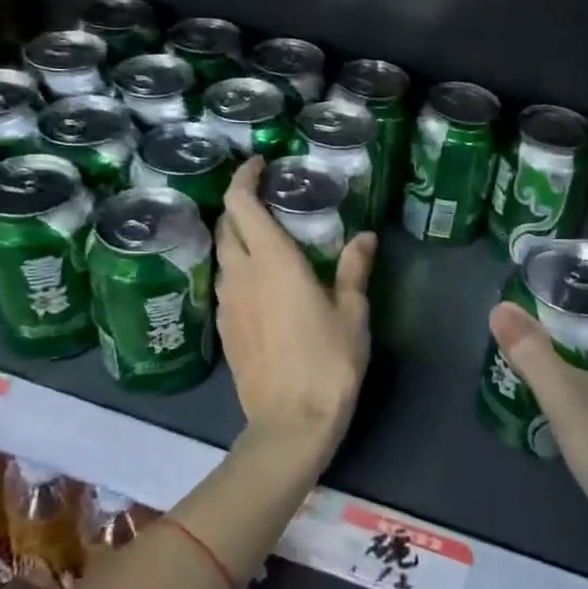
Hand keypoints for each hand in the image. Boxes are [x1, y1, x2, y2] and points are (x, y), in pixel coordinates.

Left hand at [215, 157, 377, 458]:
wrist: (290, 423)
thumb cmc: (328, 361)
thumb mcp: (352, 312)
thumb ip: (354, 269)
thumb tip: (365, 236)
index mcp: (272, 261)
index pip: (241, 204)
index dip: (244, 178)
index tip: (260, 165)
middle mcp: (241, 275)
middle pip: (225, 226)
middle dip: (240, 205)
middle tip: (267, 200)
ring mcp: (227, 303)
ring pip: (222, 256)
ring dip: (237, 238)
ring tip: (266, 239)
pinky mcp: (224, 329)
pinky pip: (225, 284)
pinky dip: (238, 269)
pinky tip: (260, 282)